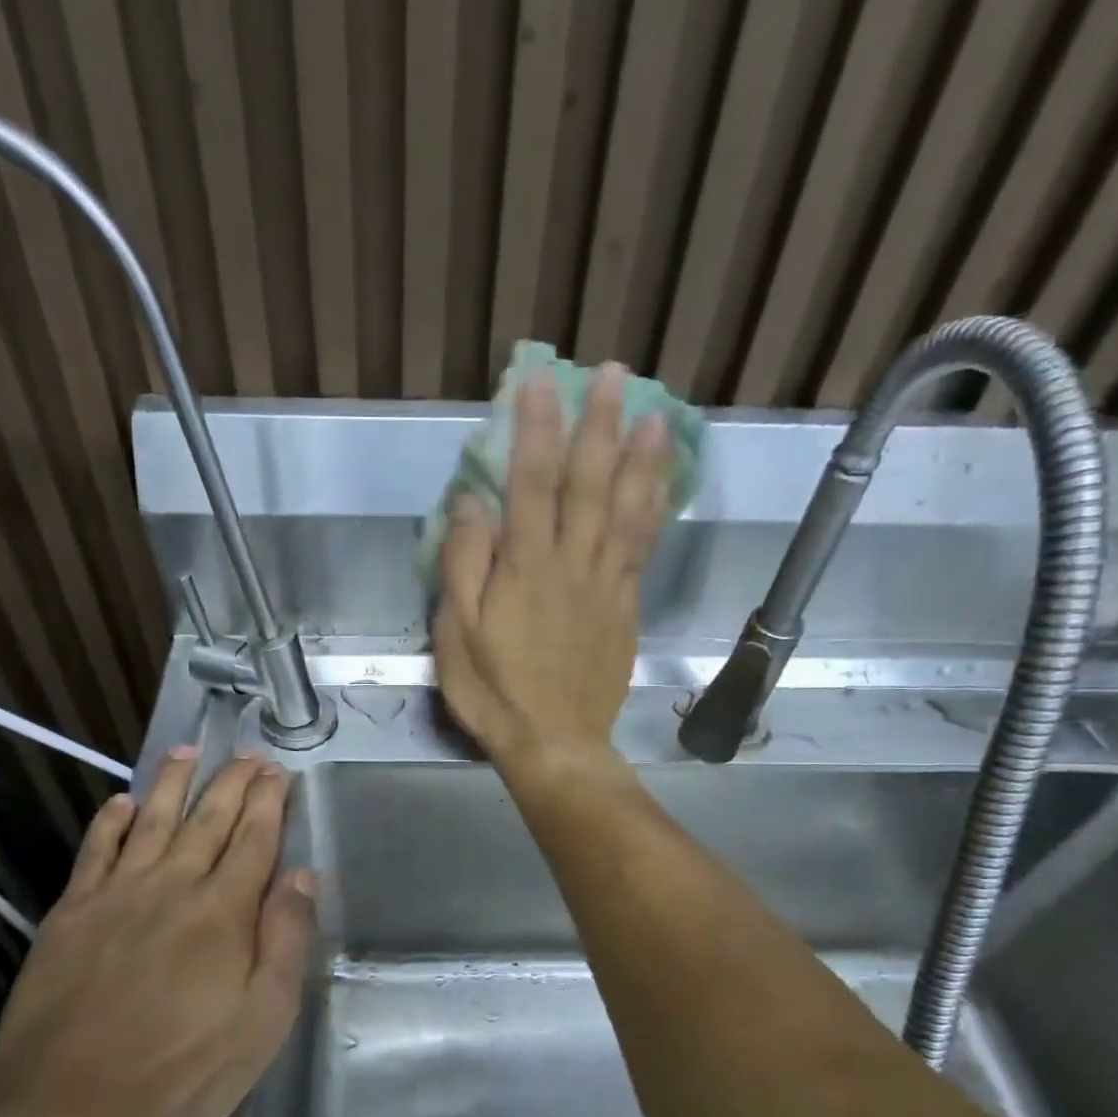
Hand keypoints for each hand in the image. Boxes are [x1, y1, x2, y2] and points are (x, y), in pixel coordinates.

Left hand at [0, 749, 316, 1116]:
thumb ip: (286, 941)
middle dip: (232, 781)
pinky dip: (109, 822)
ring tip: (188, 750)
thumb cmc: (181, 1071)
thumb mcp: (262, 1020)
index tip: (278, 770)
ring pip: (152, 821)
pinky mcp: (71, 914)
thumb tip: (303, 876)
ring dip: (173, 783)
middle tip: (247, 752)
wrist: (68, 1107)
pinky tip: (121, 802)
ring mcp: (116, 895)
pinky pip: (94, 852)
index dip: (268, 800)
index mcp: (223, 911)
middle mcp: (172, 886)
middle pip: (208, 819)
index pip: (254, 839)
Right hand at [435, 363, 672, 776]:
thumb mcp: (456, 633)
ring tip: (653, 414)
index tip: (539, 381)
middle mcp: (572, 564)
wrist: (554, 742)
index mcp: (525, 568)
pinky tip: (661, 483)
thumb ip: (464, 565)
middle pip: (589, 483)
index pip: (532, 482)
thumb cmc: (494, 691)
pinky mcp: (625, 605)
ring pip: (627, 509)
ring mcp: (606, 584)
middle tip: (612, 374)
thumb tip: (473, 502)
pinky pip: (643, 547)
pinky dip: (654, 508)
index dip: (537, 428)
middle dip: (599, 424)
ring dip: (641, 458)